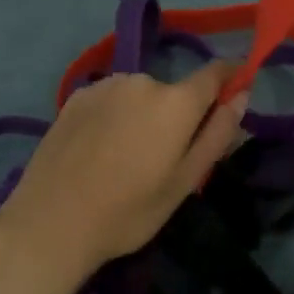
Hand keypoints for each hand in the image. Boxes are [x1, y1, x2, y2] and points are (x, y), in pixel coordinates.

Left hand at [0, 64, 249, 288]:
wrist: (51, 221)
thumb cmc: (129, 210)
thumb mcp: (185, 182)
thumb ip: (217, 133)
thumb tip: (242, 95)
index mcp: (175, 102)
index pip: (215, 72)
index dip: (230, 77)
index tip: (235, 91)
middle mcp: (142, 80)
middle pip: (174, 91)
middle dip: (177, 115)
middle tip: (163, 158)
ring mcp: (105, 85)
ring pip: (140, 95)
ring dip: (143, 115)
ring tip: (125, 158)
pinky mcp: (76, 95)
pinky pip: (111, 99)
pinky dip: (115, 116)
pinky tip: (98, 150)